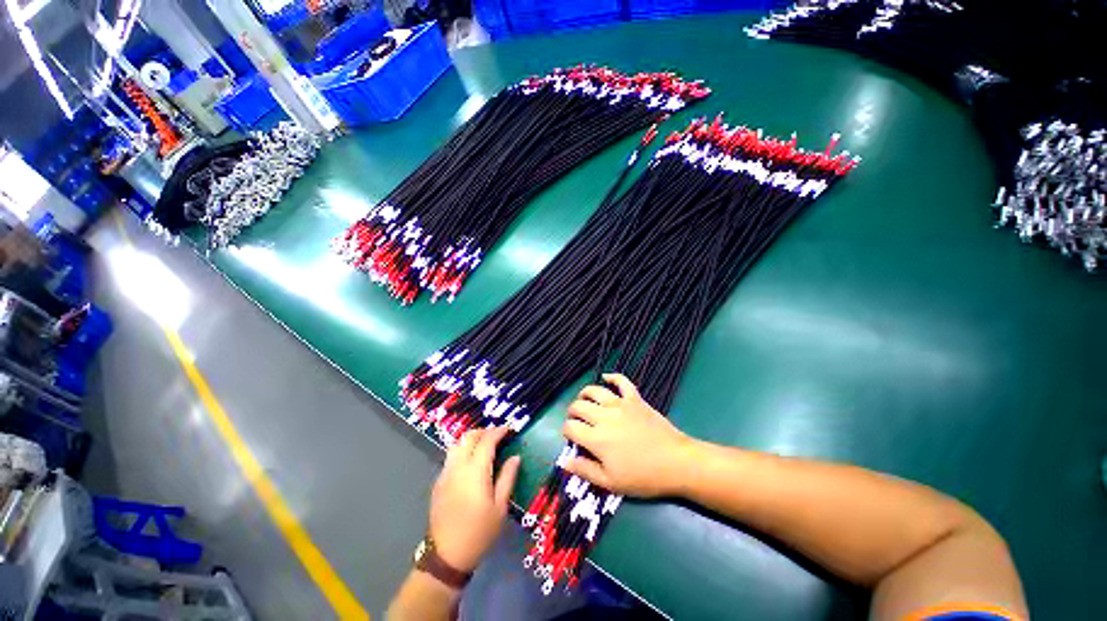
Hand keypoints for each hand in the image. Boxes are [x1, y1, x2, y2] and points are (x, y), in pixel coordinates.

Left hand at [429, 427, 520, 572]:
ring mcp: (445, 473)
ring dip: (471, 439)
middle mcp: (458, 467)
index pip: (487, 440)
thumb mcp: (500, 507)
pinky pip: (451, 457)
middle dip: (484, 431)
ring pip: (457, 444)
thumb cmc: (479, 532)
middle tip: (497, 436)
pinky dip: (462, 451)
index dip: (498, 431)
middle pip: (469, 437)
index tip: (509, 429)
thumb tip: (515, 457)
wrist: (446, 556)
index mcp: (475, 471)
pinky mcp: (438, 482)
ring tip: (484, 446)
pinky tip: (471, 463)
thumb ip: (507, 478)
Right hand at [562, 373, 693, 497]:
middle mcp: (603, 416)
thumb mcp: (611, 483)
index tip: (572, 438)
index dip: (567, 432)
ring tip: (585, 401)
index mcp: (596, 438)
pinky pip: (621, 381)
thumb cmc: (643, 476)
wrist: (675, 462)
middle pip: (578, 406)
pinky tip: (606, 377)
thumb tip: (564, 462)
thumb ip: (585, 470)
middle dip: (572, 413)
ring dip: (585, 394)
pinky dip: (612, 377)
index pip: (570, 427)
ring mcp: (620, 404)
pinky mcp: (635, 398)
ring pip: (594, 391)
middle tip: (578, 422)